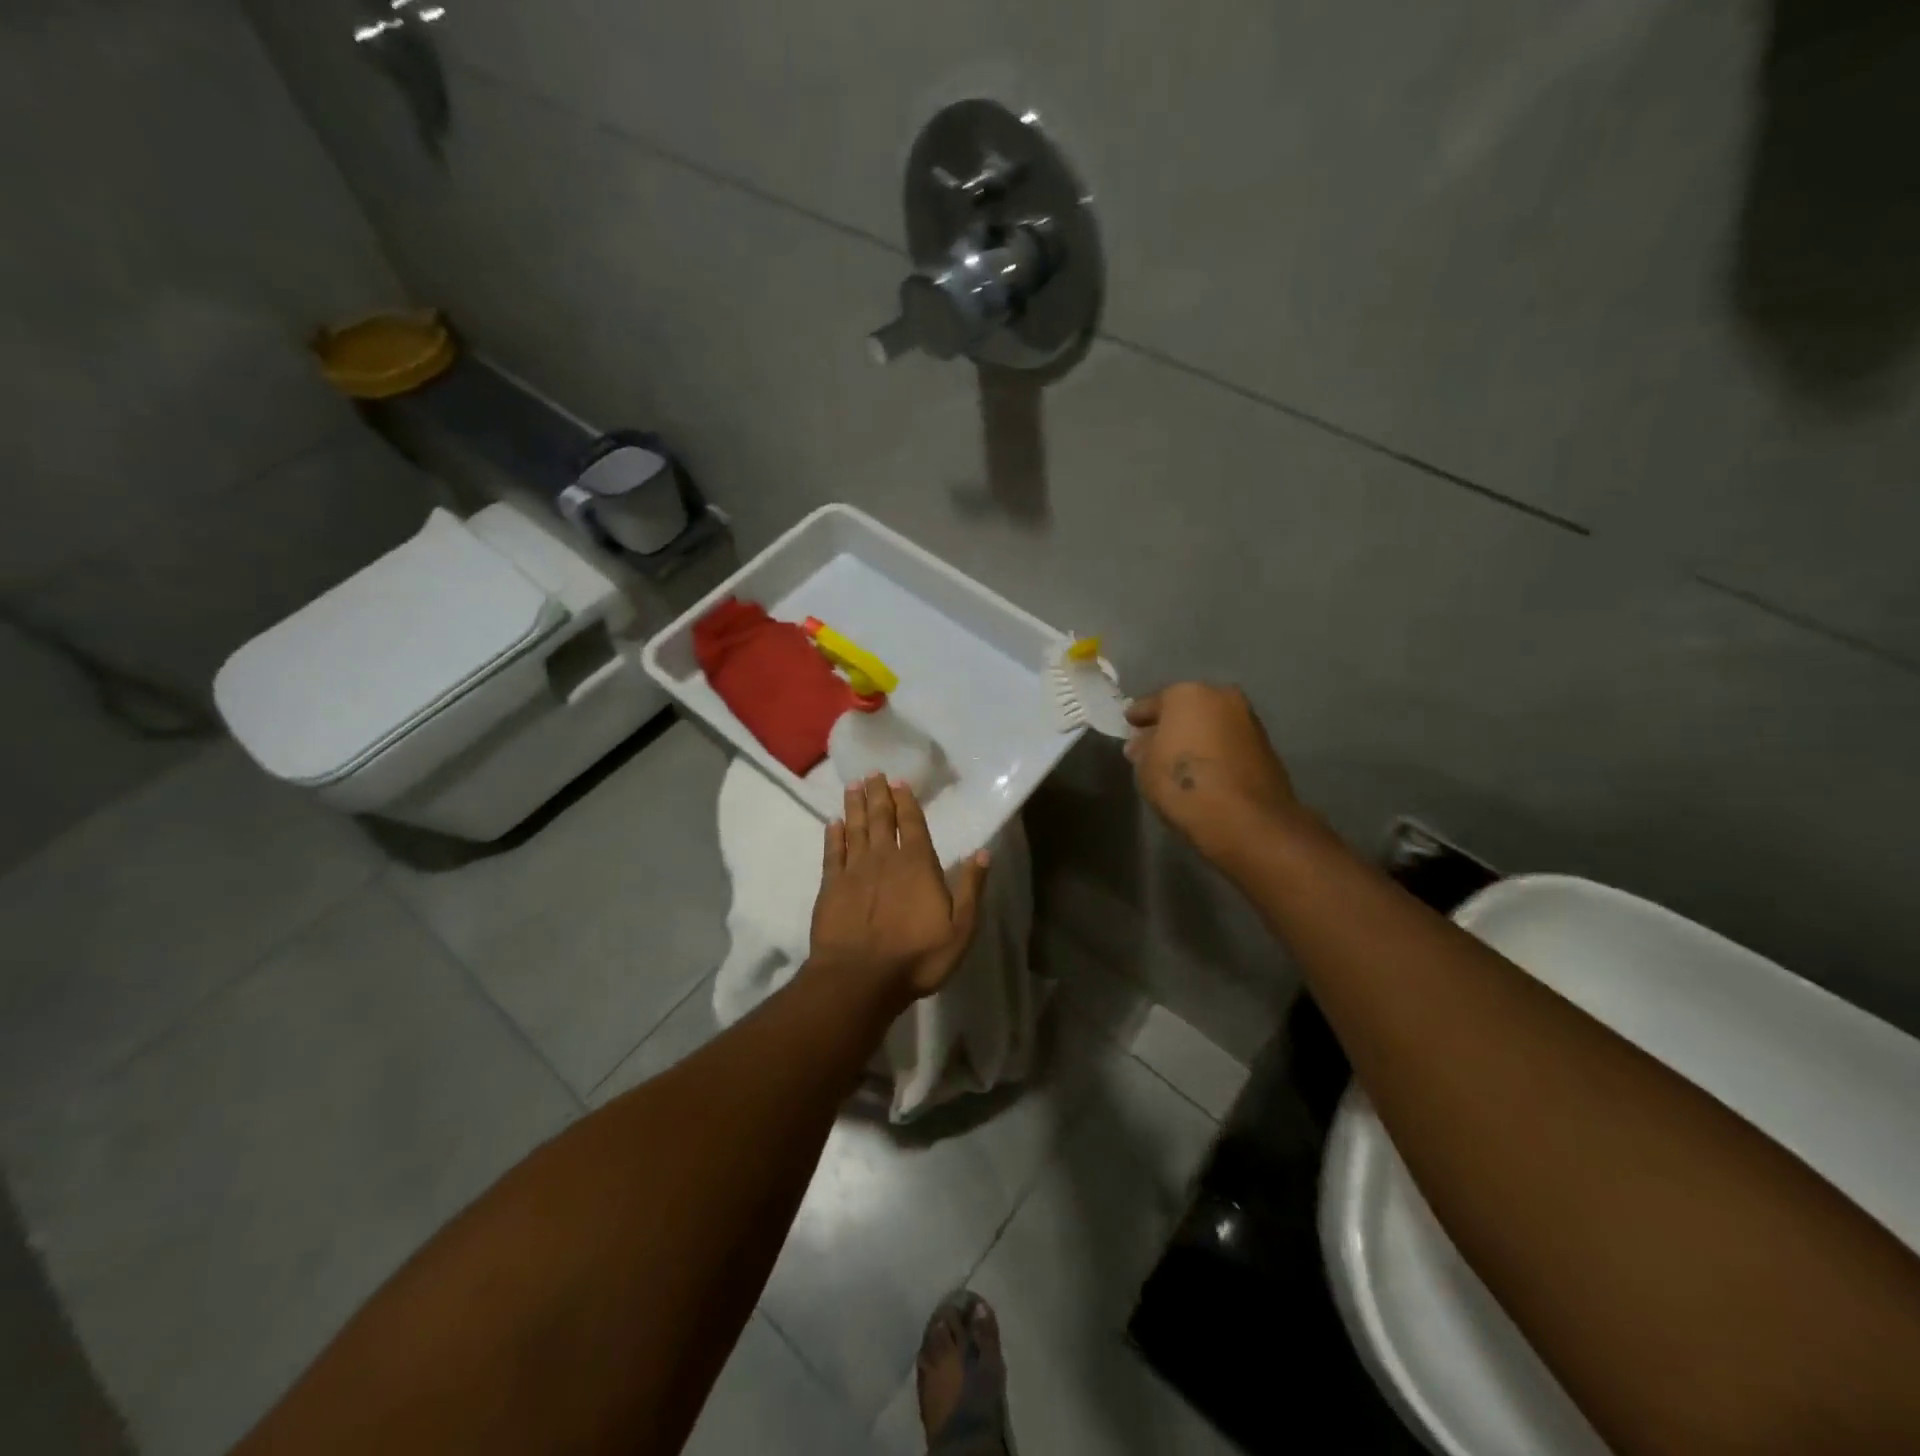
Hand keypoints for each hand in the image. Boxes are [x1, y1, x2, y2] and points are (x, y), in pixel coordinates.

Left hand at [808, 775, 990, 1010]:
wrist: (860, 978)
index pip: (913, 824)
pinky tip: (833, 823)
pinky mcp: (830, 886)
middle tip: (873, 773)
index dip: (907, 802)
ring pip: (855, 829)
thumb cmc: (917, 956)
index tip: (900, 782)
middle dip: (878, 795)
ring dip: (855, 806)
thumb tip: (983, 852)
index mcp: (918, 864)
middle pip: (881, 819)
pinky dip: (833, 835)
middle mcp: (885, 858)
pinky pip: (832, 852)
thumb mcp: (960, 928)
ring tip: (853, 785)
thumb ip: (971, 888)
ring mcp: (854, 871)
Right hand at [1124, 683, 1300, 861]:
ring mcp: (1249, 720)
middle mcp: (1222, 697)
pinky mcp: (1266, 747)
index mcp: (1187, 694)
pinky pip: (1229, 742)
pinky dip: (1216, 750)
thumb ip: (1142, 749)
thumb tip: (1141, 744)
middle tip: (1154, 740)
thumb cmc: (1183, 784)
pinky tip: (1205, 769)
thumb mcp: (1146, 768)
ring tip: (1180, 757)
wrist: (1246, 819)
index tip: (1129, 723)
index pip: (1154, 702)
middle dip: (1172, 723)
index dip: (1139, 715)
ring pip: (1212, 724)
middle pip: (1188, 708)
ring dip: (1197, 736)